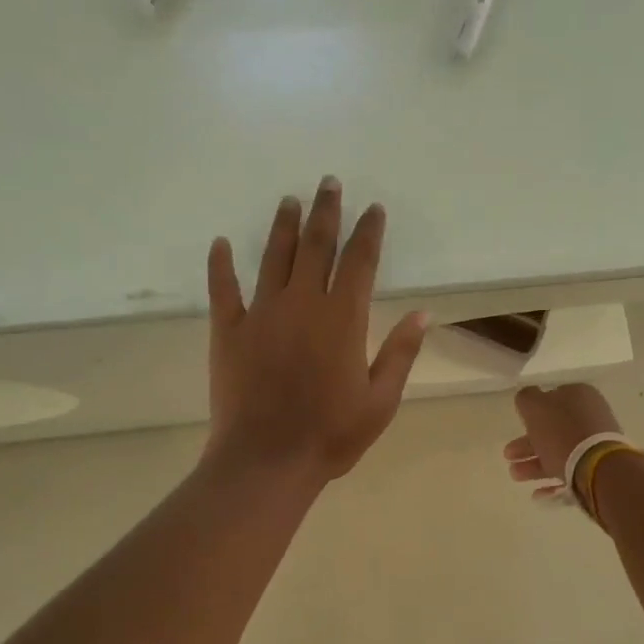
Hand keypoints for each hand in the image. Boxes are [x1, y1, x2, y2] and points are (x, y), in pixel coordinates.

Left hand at [205, 178, 429, 485]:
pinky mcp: (228, 331)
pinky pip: (223, 289)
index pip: (359, 261)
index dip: (368, 232)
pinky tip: (221, 243)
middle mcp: (302, 303)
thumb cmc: (331, 434)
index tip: (373, 209)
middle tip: (329, 183)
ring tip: (290, 200)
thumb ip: (401, 352)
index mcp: (343, 318)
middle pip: (316, 245)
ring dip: (283, 226)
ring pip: (273, 257)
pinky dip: (221, 264)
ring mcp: (261, 313)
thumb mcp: (381, 400)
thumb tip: (423, 313)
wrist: (266, 460)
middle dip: (326, 211)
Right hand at [503, 384, 623, 500]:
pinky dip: (553, 481)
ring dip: (534, 464)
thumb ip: (526, 398)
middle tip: (508, 455)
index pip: (552, 399)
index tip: (518, 425)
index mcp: (579, 396)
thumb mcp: (535, 406)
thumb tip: (528, 398)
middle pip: (553, 429)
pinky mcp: (598, 468)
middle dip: (527, 444)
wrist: (597, 468)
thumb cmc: (562, 432)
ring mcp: (596, 444)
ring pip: (559, 452)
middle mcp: (590, 417)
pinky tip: (537, 494)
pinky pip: (571, 472)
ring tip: (515, 475)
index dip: (532, 412)